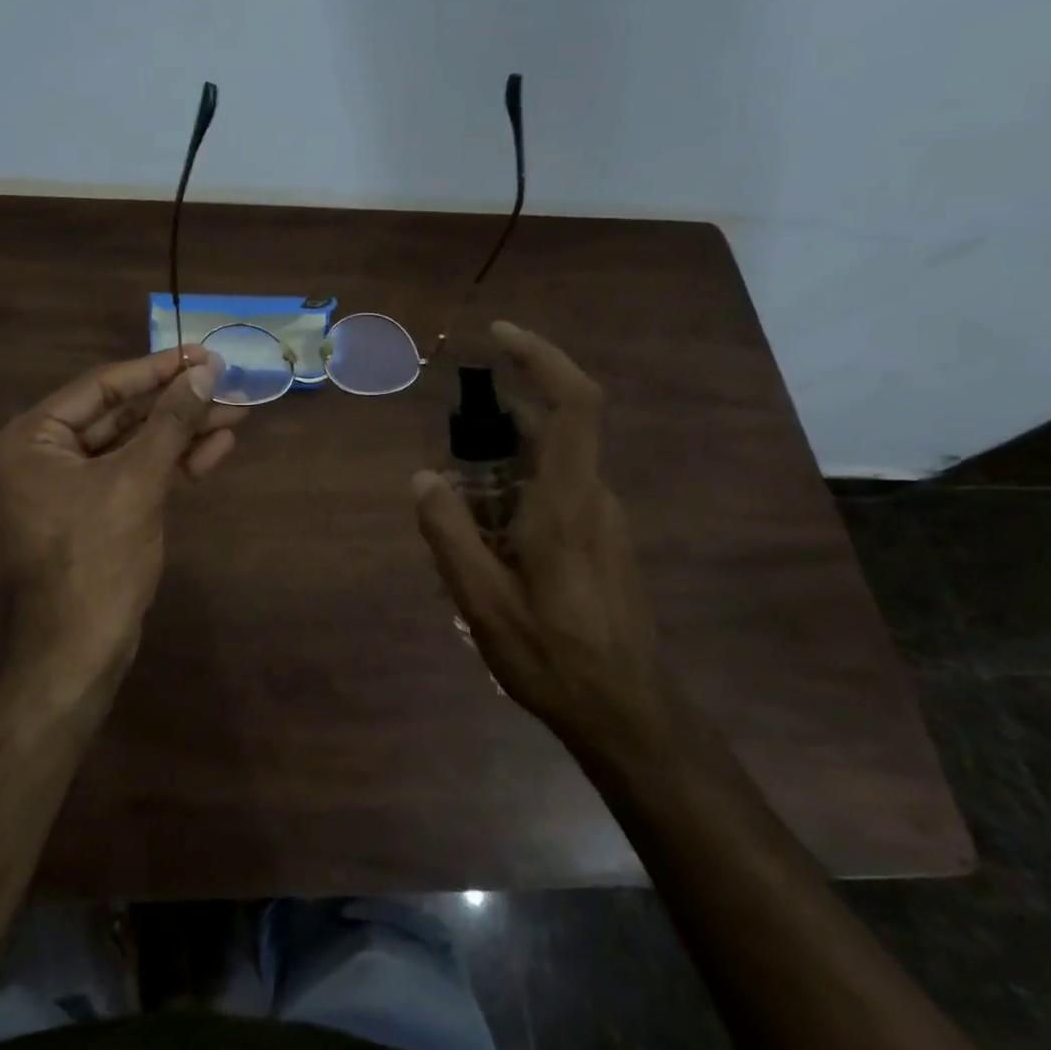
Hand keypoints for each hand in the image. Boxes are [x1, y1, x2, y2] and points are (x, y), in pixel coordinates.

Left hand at [0, 346, 244, 690]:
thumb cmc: (97, 557)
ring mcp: (75, 482)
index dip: (157, 369)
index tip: (203, 353)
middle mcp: (47, 452)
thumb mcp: (137, 481)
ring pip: (137, 443)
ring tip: (237, 413)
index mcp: (34, 437)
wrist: (83, 646)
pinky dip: (176, 462)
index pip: (102, 386)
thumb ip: (170, 422)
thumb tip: (205, 372)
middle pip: (123, 413)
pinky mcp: (101, 507)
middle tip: (227, 383)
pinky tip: (217, 447)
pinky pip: (140, 472)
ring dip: (185, 431)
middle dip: (178, 403)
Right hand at [412, 322, 667, 751]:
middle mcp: (594, 498)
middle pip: (553, 430)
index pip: (575, 403)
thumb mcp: (483, 601)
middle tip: (450, 453)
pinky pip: (557, 493)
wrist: (628, 714)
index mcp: (568, 502)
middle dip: (499, 423)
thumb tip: (422, 477)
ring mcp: (604, 520)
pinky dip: (518, 493)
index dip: (542, 357)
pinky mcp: (602, 541)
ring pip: (551, 465)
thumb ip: (450, 534)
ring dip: (504, 466)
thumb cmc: (554, 657)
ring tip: (461, 512)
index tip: (500, 335)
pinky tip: (489, 543)